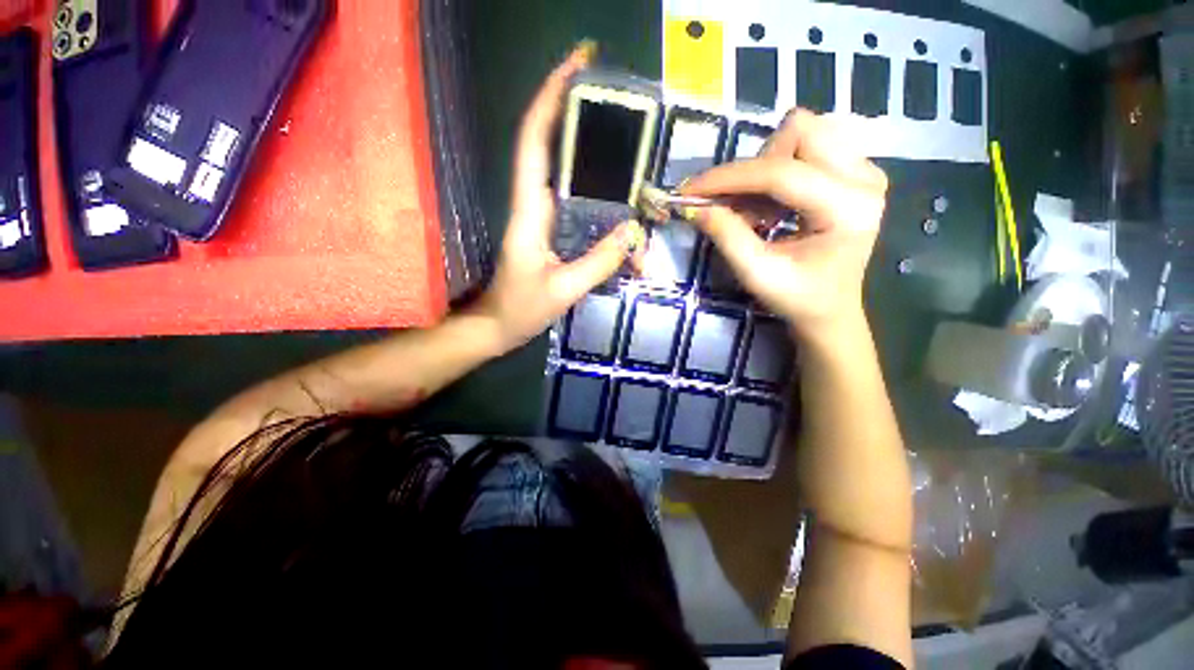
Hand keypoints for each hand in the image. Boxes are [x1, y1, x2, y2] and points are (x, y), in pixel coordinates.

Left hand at [474, 45, 644, 351]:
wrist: (499, 326)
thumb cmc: (521, 309)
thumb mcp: (563, 290)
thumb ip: (598, 262)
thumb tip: (633, 233)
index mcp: (529, 211)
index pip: (534, 141)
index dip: (551, 98)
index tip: (578, 65)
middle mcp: (535, 204)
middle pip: (552, 145)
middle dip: (576, 112)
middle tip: (616, 98)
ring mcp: (545, 217)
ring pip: (569, 174)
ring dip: (595, 157)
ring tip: (629, 148)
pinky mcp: (554, 231)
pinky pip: (579, 204)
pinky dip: (601, 199)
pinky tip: (623, 205)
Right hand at [680, 109, 887, 347]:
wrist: (830, 309)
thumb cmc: (797, 297)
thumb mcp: (757, 274)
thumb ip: (727, 237)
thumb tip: (694, 206)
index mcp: (847, 209)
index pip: (781, 172)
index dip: (729, 178)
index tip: (690, 189)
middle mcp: (864, 177)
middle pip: (800, 132)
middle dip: (754, 167)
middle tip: (737, 205)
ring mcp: (863, 169)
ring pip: (803, 132)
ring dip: (765, 166)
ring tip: (755, 208)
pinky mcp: (854, 170)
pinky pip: (808, 145)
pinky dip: (777, 169)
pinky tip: (770, 204)